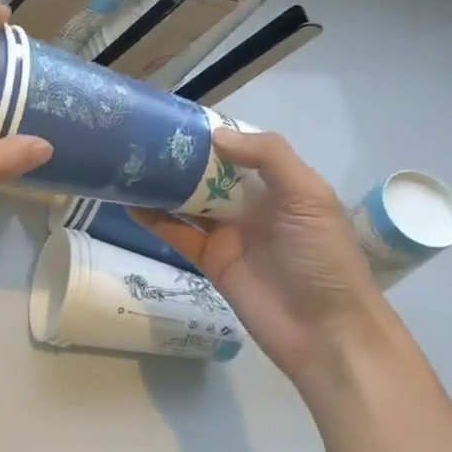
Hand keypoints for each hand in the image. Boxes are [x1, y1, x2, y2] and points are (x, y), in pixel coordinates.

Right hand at [136, 130, 395, 388]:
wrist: (324, 332)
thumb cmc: (322, 258)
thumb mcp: (309, 198)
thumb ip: (269, 158)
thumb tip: (215, 135)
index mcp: (280, 185)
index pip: (240, 150)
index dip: (212, 134)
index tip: (176, 118)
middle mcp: (251, 204)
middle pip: (208, 174)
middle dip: (180, 158)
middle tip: (140, 138)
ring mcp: (227, 233)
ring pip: (188, 201)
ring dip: (162, 185)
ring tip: (127, 165)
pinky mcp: (208, 260)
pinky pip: (176, 234)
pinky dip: (154, 219)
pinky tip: (130, 202)